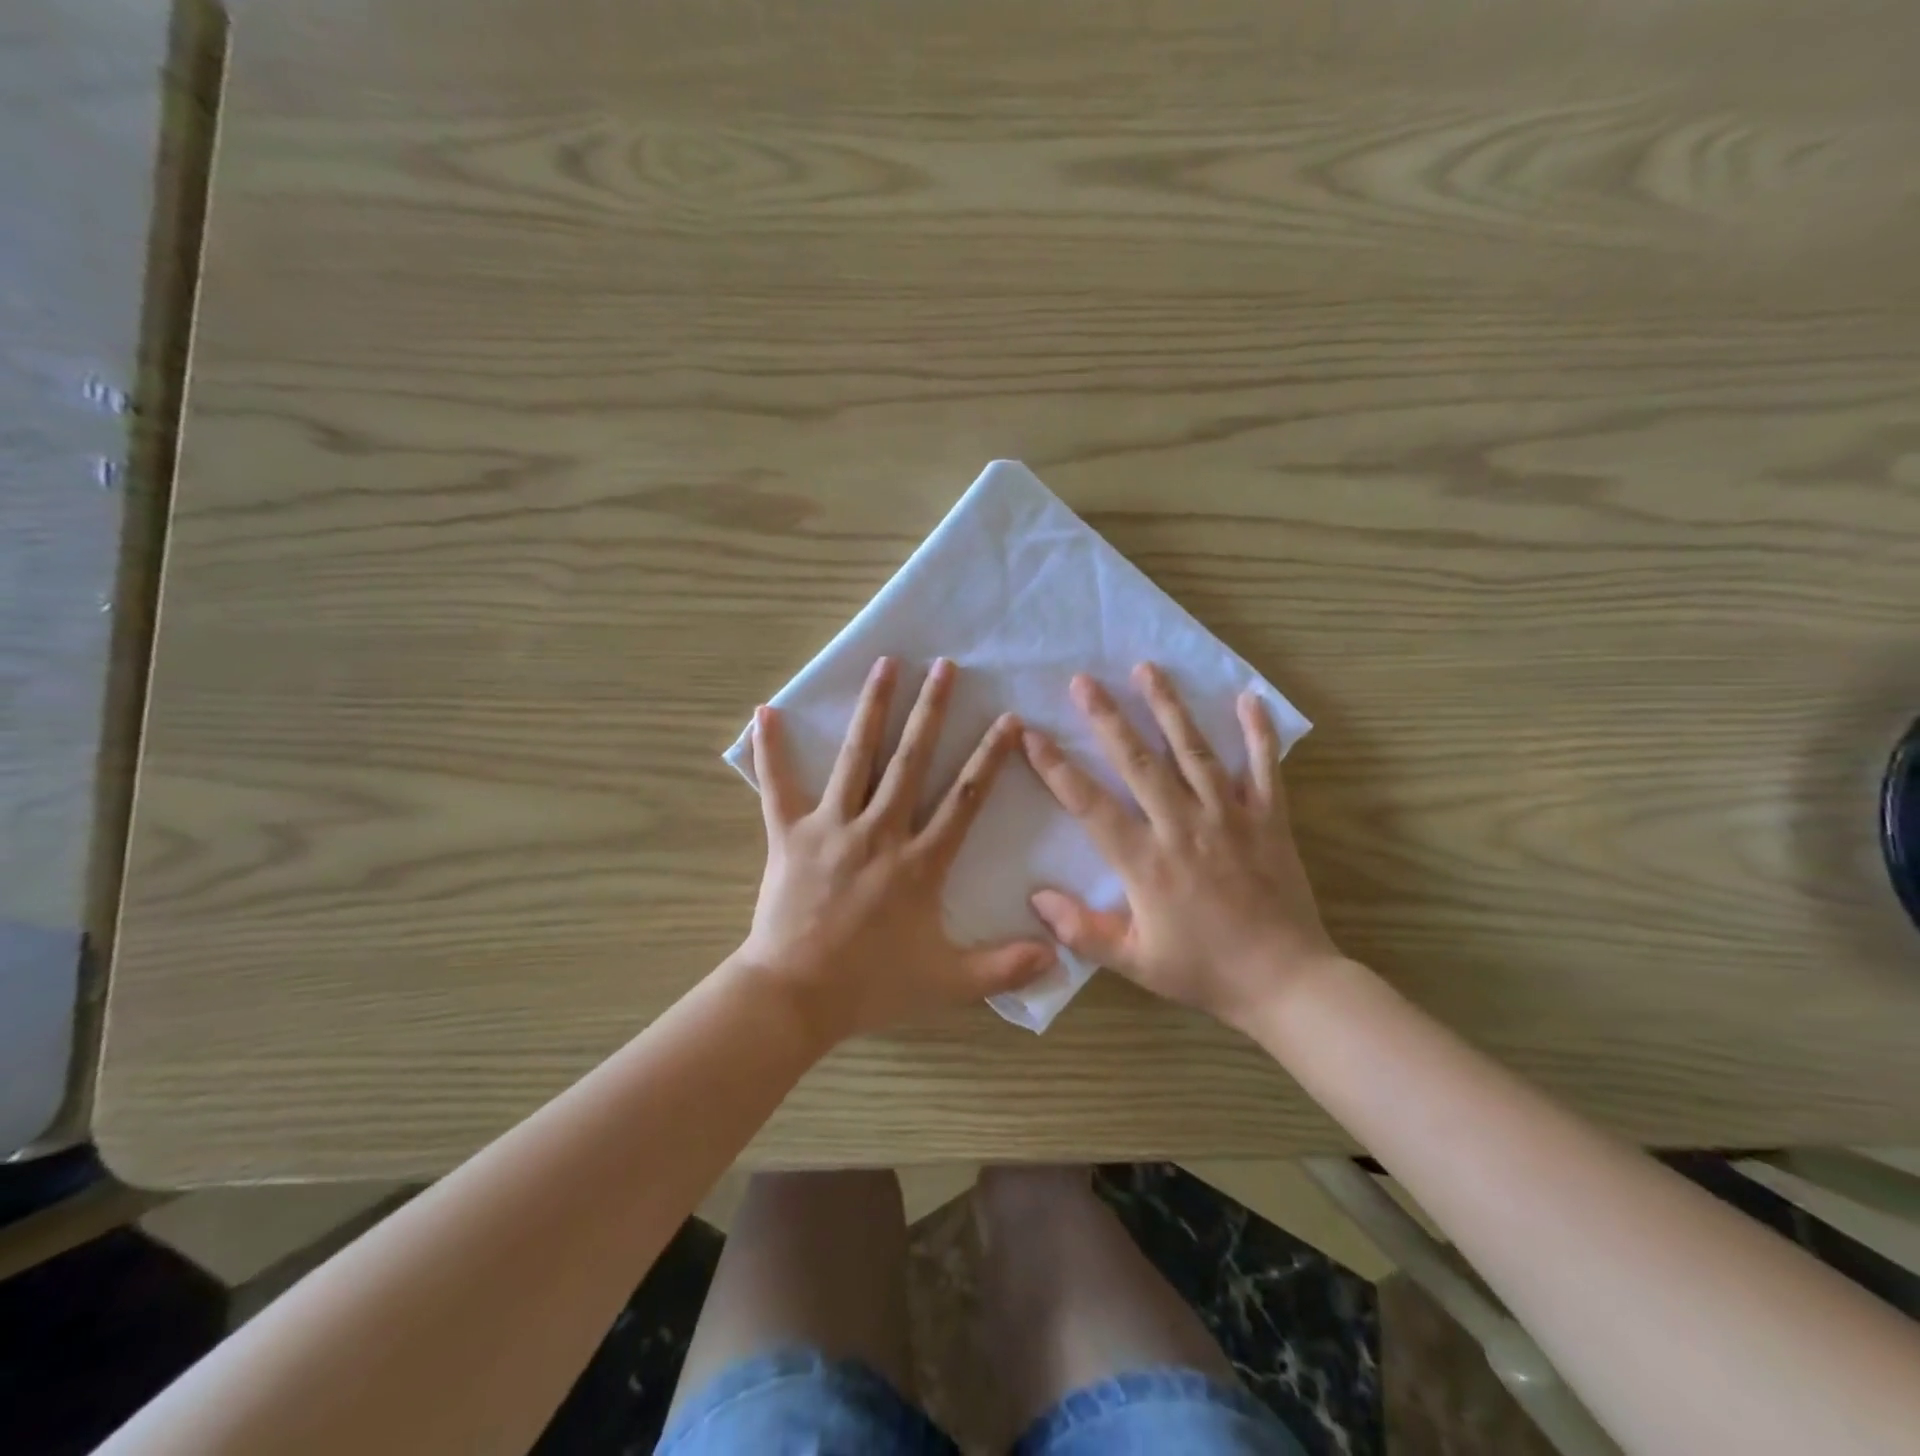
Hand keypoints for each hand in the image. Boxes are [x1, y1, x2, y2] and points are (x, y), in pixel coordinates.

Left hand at [738, 656, 1055, 1041]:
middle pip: (911, 760)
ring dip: (873, 708)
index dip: (989, 757)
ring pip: (856, 758)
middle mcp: (879, 831)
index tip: (1008, 720)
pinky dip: (771, 749)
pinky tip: (765, 710)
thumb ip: (1003, 967)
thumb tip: (1058, 956)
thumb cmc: (871, 985)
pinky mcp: (789, 835)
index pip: (964, 799)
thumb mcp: (947, 982)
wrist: (795, 996)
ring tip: (886, 664)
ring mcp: (832, 828)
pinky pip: (777, 786)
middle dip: (931, 711)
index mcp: (920, 862)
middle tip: (944, 666)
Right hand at [1021, 663, 1342, 1033]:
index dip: (1056, 768)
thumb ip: (1082, 931)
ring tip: (1147, 668)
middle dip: (1107, 718)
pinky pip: (1263, 768)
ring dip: (1168, 707)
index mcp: (1146, 862)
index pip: (1090, 805)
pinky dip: (1257, 733)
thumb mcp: (1134, 962)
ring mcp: (1229, 818)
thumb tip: (1035, 898)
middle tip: (1084, 680)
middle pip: (1138, 762)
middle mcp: (1183, 827)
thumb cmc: (1204, 971)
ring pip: (1194, 751)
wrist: (1286, 982)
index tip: (1030, 735)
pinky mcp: (1269, 819)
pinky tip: (1248, 699)